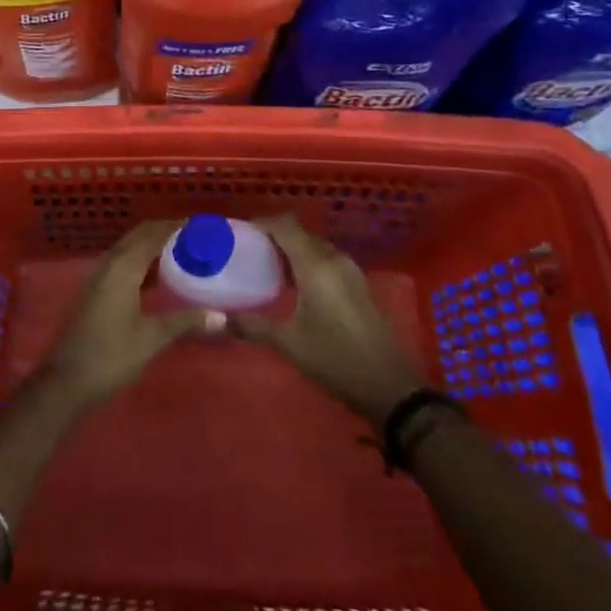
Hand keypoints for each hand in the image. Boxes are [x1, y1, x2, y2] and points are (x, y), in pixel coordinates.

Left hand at [44, 221, 224, 409]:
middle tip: (195, 237)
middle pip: (139, 236)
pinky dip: (141, 261)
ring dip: (152, 245)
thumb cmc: (110, 357)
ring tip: (181, 252)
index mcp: (123, 268)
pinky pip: (121, 263)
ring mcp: (98, 276)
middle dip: (165, 231)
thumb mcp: (151, 339)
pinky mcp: (95, 290)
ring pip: (129, 248)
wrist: (66, 380)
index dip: (176, 226)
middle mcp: (109, 264)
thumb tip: (221, 316)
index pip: (153, 235)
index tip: (201, 225)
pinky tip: (157, 277)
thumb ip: (185, 322)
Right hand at [232, 216, 427, 423]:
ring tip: (267, 268)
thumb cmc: (336, 360)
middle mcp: (335, 260)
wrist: (391, 387)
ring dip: (292, 250)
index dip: (262, 223)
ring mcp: (351, 271)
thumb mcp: (289, 343)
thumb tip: (218, 318)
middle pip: (300, 234)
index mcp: (316, 265)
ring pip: (316, 247)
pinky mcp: (360, 285)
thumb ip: (251, 325)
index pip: (286, 225)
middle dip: (274, 237)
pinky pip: (328, 260)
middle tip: (249, 252)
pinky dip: (308, 263)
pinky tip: (295, 286)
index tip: (240, 233)